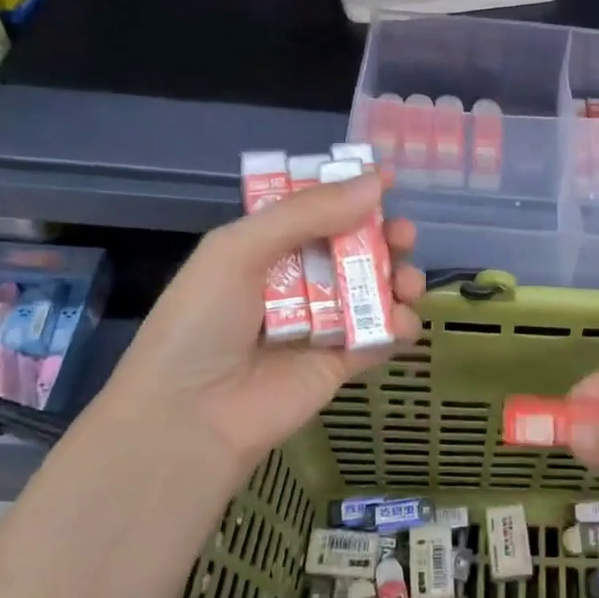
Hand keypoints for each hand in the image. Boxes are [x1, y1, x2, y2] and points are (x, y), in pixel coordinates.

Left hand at [93, 171, 424, 478]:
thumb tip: (376, 182)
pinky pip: (380, 337)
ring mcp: (321, 323)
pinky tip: (401, 321)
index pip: (314, 210)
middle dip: (383, 236)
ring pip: (373, 290)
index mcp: (265, 248)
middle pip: (352, 248)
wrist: (190, 416)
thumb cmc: (203, 321)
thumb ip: (308, 213)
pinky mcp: (341, 363)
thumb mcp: (241, 250)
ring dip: (398, 278)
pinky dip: (400, 326)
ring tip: (408, 282)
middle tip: (403, 235)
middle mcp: (296, 281)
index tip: (387, 180)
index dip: (348, 193)